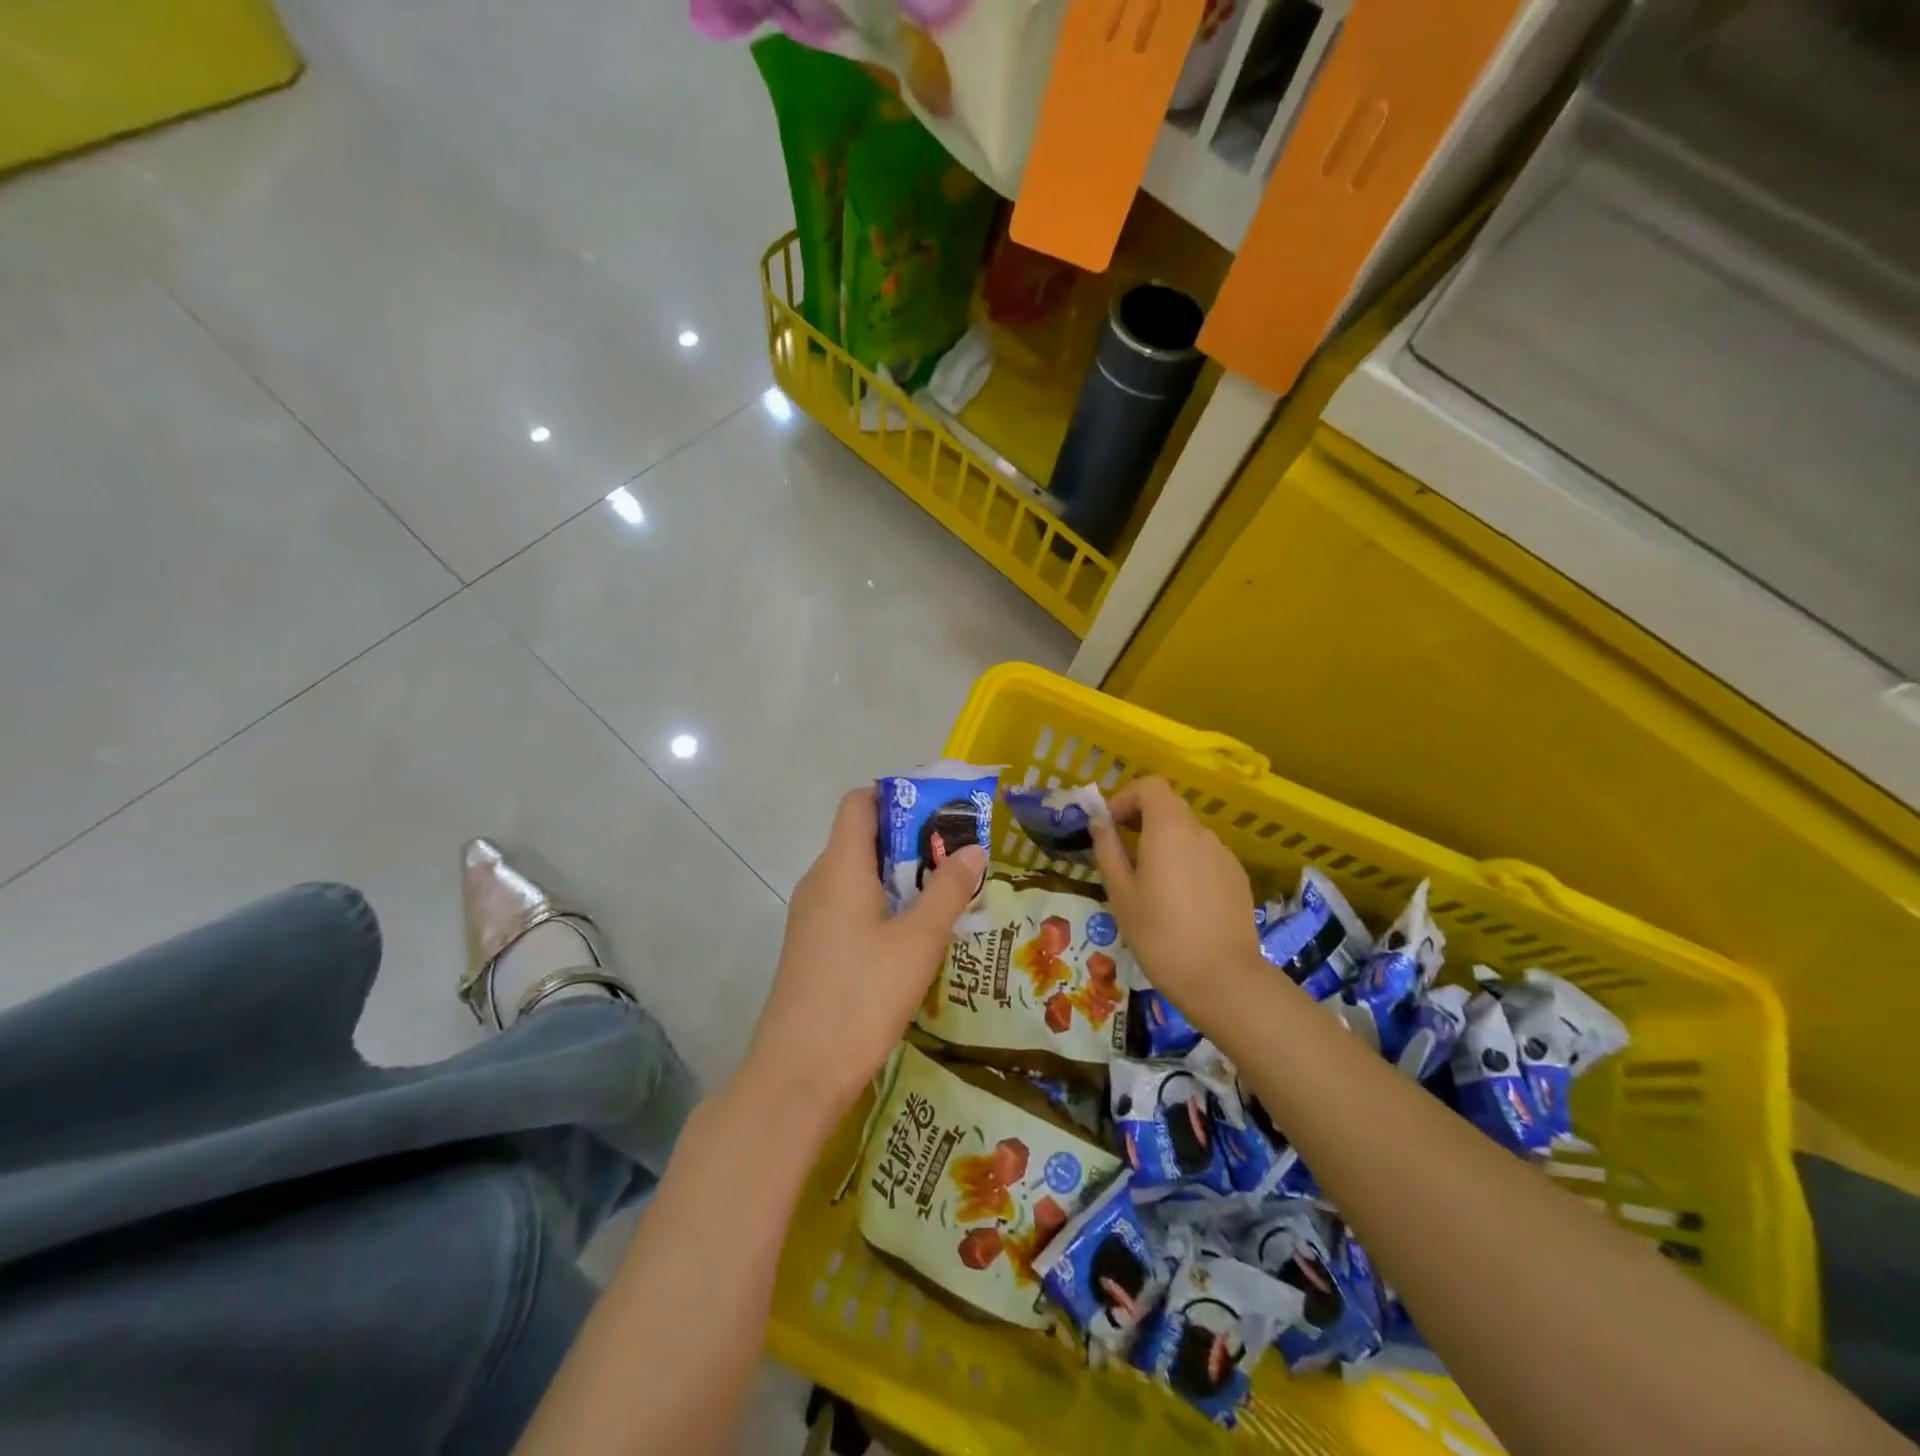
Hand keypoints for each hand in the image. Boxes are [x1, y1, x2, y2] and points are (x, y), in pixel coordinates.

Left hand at [739, 787, 984, 1135]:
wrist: (798, 1073)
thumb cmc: (861, 996)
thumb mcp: (918, 941)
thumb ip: (947, 890)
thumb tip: (972, 850)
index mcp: (840, 866)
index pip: (860, 802)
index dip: (897, 795)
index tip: (940, 810)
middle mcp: (819, 881)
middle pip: (862, 837)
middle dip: (911, 838)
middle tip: (958, 854)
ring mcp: (811, 916)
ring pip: (858, 874)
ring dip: (900, 874)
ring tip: (946, 891)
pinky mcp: (813, 946)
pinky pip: (850, 904)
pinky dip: (883, 903)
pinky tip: (915, 932)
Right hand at [1090, 776, 1264, 1024]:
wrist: (1222, 979)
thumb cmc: (1160, 934)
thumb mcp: (1121, 894)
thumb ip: (1108, 850)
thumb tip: (1099, 822)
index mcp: (1169, 829)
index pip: (1150, 787)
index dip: (1125, 798)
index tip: (1110, 826)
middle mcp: (1200, 832)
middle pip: (1169, 807)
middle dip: (1142, 819)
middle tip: (1122, 852)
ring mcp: (1223, 854)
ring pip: (1187, 834)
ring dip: (1164, 843)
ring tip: (1149, 883)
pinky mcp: (1237, 878)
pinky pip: (1205, 857)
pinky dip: (1186, 863)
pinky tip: (1180, 901)